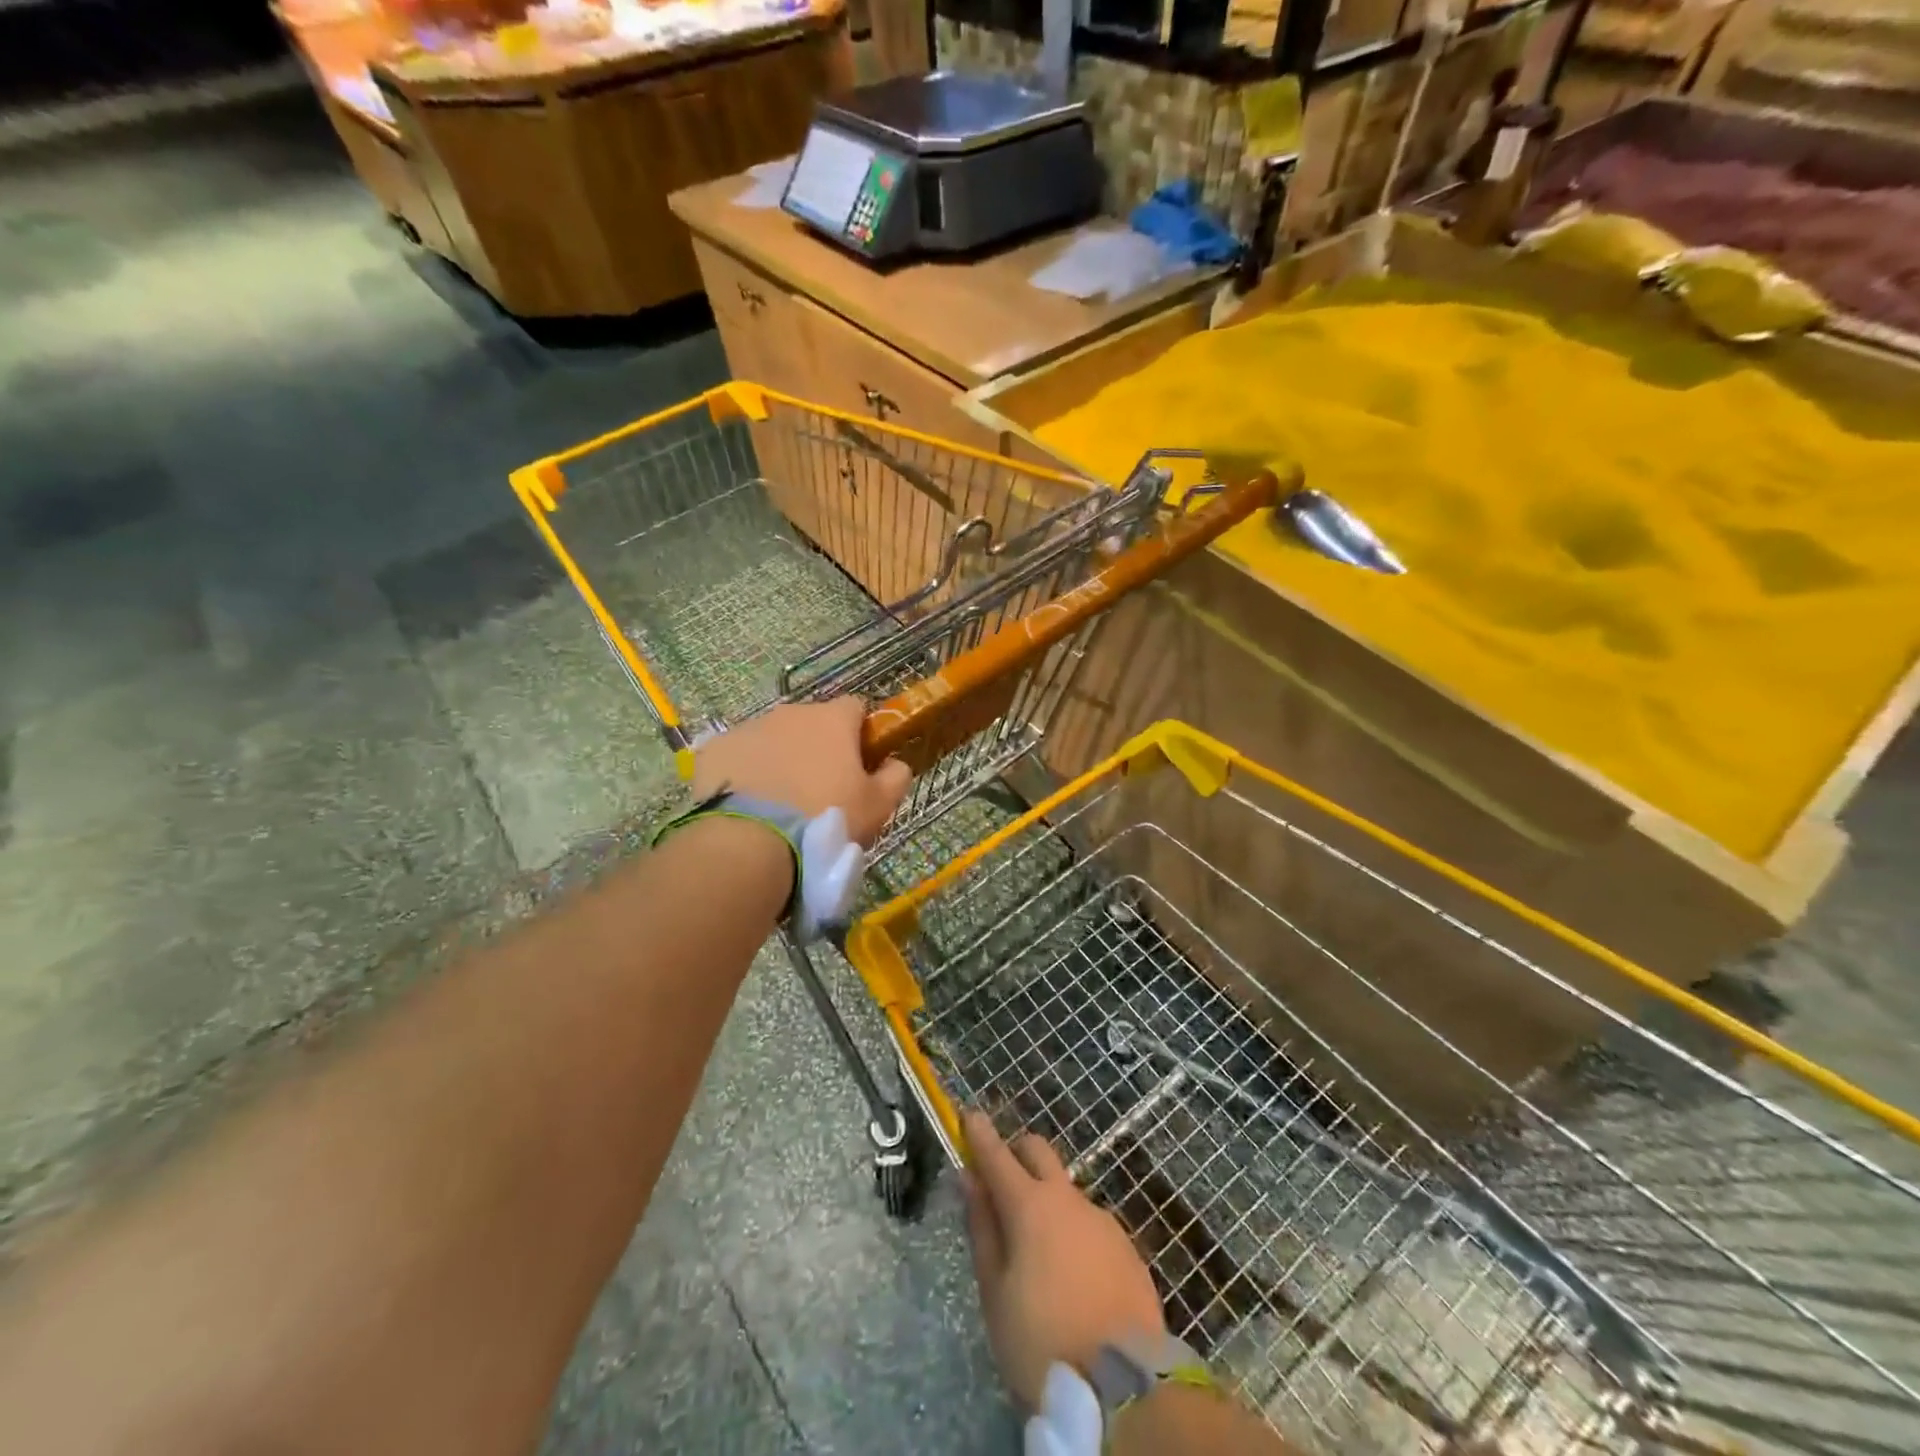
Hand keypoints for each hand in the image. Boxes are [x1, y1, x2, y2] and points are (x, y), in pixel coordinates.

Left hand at [691, 697, 910, 848]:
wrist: (751, 843)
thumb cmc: (826, 820)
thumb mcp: (878, 806)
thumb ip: (895, 777)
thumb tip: (896, 763)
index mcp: (833, 719)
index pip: (856, 708)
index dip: (860, 734)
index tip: (860, 764)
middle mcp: (790, 713)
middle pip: (811, 723)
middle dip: (817, 748)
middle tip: (819, 791)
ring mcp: (749, 728)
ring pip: (772, 738)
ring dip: (780, 759)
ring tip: (779, 804)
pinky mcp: (715, 750)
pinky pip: (738, 756)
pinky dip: (745, 773)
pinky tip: (747, 805)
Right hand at [962, 1110, 1166, 1413]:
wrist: (1125, 1389)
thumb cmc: (1042, 1343)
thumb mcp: (995, 1294)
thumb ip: (982, 1229)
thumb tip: (970, 1180)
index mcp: (1029, 1206)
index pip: (997, 1155)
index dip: (979, 1134)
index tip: (968, 1115)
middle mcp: (1067, 1199)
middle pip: (1038, 1152)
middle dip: (1016, 1154)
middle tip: (1000, 1182)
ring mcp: (1102, 1220)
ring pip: (1065, 1192)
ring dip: (1046, 1202)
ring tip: (1037, 1254)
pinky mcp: (1126, 1247)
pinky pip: (1090, 1225)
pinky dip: (1073, 1234)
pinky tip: (1072, 1278)